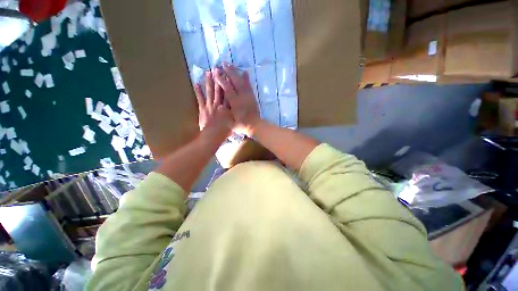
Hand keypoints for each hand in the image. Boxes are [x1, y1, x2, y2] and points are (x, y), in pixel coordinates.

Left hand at [194, 71, 233, 140]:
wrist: (213, 135)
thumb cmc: (224, 131)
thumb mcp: (233, 123)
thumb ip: (235, 116)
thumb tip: (238, 112)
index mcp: (227, 108)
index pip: (228, 94)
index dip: (228, 85)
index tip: (228, 76)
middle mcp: (219, 104)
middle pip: (219, 90)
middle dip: (218, 79)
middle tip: (217, 69)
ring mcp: (210, 106)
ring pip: (209, 92)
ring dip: (208, 82)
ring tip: (208, 72)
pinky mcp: (202, 109)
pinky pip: (200, 98)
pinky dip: (198, 91)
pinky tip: (196, 83)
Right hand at [214, 63, 260, 135]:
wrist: (255, 125)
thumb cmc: (242, 125)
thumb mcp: (231, 124)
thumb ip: (225, 115)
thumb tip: (219, 106)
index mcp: (235, 103)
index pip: (227, 88)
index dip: (221, 79)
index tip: (216, 71)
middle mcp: (241, 97)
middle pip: (235, 81)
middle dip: (229, 71)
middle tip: (223, 63)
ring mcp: (248, 96)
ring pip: (242, 81)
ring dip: (236, 72)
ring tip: (231, 65)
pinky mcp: (252, 97)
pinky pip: (249, 86)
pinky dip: (247, 79)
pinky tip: (245, 72)